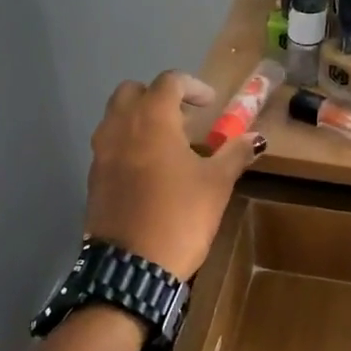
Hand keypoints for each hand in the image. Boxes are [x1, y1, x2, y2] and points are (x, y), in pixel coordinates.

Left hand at [84, 72, 264, 280]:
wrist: (132, 268)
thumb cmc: (180, 216)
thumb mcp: (217, 183)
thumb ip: (235, 153)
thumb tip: (256, 138)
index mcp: (152, 118)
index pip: (169, 82)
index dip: (193, 86)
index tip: (211, 103)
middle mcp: (120, 126)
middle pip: (133, 91)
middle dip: (159, 96)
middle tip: (185, 118)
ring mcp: (101, 152)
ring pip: (116, 117)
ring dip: (141, 118)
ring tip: (170, 143)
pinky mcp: (94, 177)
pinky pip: (110, 144)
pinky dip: (129, 143)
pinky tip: (151, 170)